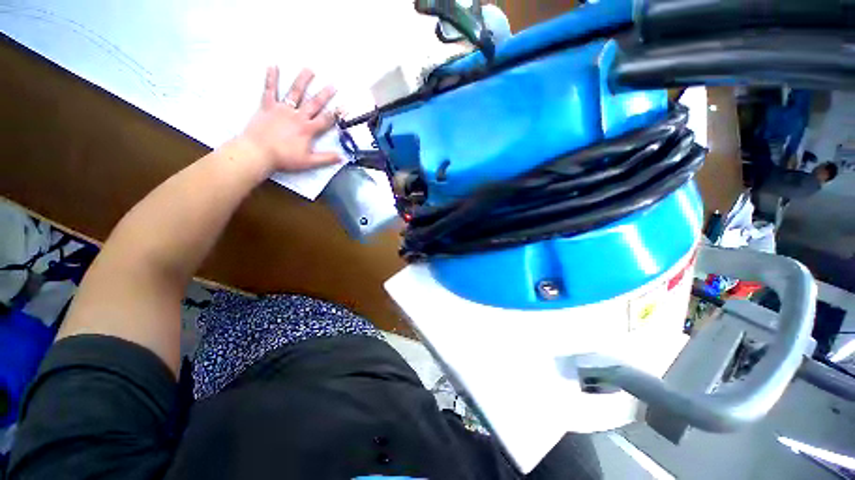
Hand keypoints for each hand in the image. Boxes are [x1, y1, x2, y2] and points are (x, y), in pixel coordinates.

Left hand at [241, 66, 339, 172]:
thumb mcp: (309, 162)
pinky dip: (271, 77)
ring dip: (303, 80)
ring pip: (294, 92)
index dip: (337, 113)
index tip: (345, 106)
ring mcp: (282, 109)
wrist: (258, 153)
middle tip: (332, 84)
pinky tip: (273, 65)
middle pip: (313, 103)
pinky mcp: (267, 106)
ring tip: (309, 69)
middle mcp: (297, 116)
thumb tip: (341, 157)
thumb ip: (326, 158)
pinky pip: (269, 89)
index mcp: (308, 129)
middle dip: (324, 94)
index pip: (326, 120)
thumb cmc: (284, 158)